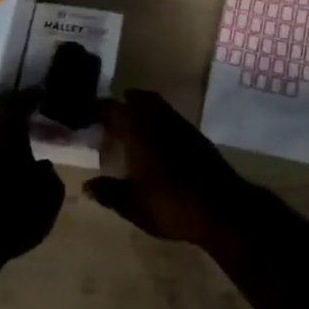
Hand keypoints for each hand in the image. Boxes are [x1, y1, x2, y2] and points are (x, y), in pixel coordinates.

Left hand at [0, 92, 64, 266]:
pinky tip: (6, 170)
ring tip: (24, 150)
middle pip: (1, 119)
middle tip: (38, 126)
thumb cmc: (12, 213)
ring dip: (5, 141)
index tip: (45, 96)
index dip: (34, 98)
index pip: (20, 102)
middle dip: (19, 121)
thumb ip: (49, 174)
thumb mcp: (48, 195)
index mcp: (4, 130)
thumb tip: (41, 166)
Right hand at [84, 90, 256, 247]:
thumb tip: (88, 186)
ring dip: (142, 111)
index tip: (84, 113)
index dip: (97, 108)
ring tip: (130, 129)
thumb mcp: (132, 205)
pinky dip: (158, 123)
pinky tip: (156, 144)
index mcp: (138, 132)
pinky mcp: (198, 138)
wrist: (224, 210)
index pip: (112, 109)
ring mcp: (182, 127)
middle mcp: (159, 121)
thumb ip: (108, 192)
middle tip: (108, 117)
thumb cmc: (171, 205)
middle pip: (139, 99)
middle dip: (122, 104)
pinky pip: (171, 119)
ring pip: (158, 107)